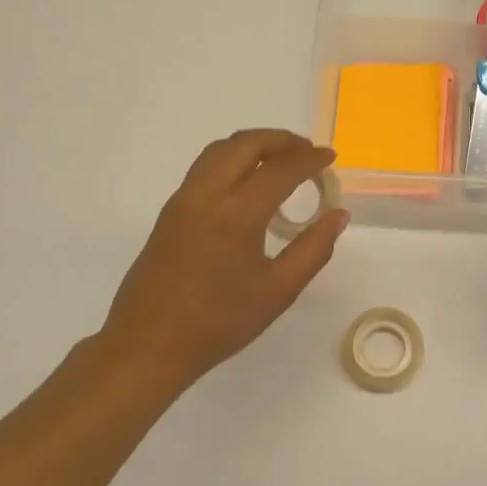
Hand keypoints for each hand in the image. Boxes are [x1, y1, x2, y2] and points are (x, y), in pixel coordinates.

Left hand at [94, 130, 348, 393]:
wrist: (148, 345)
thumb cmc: (219, 322)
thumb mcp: (279, 290)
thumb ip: (314, 248)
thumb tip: (338, 216)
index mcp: (238, 212)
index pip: (281, 168)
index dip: (310, 158)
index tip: (330, 157)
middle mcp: (207, 194)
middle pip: (246, 144)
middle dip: (281, 140)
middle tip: (307, 153)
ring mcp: (183, 200)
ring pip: (220, 150)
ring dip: (253, 146)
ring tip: (280, 162)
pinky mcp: (169, 212)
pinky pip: (205, 168)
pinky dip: (233, 161)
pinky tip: (248, 187)